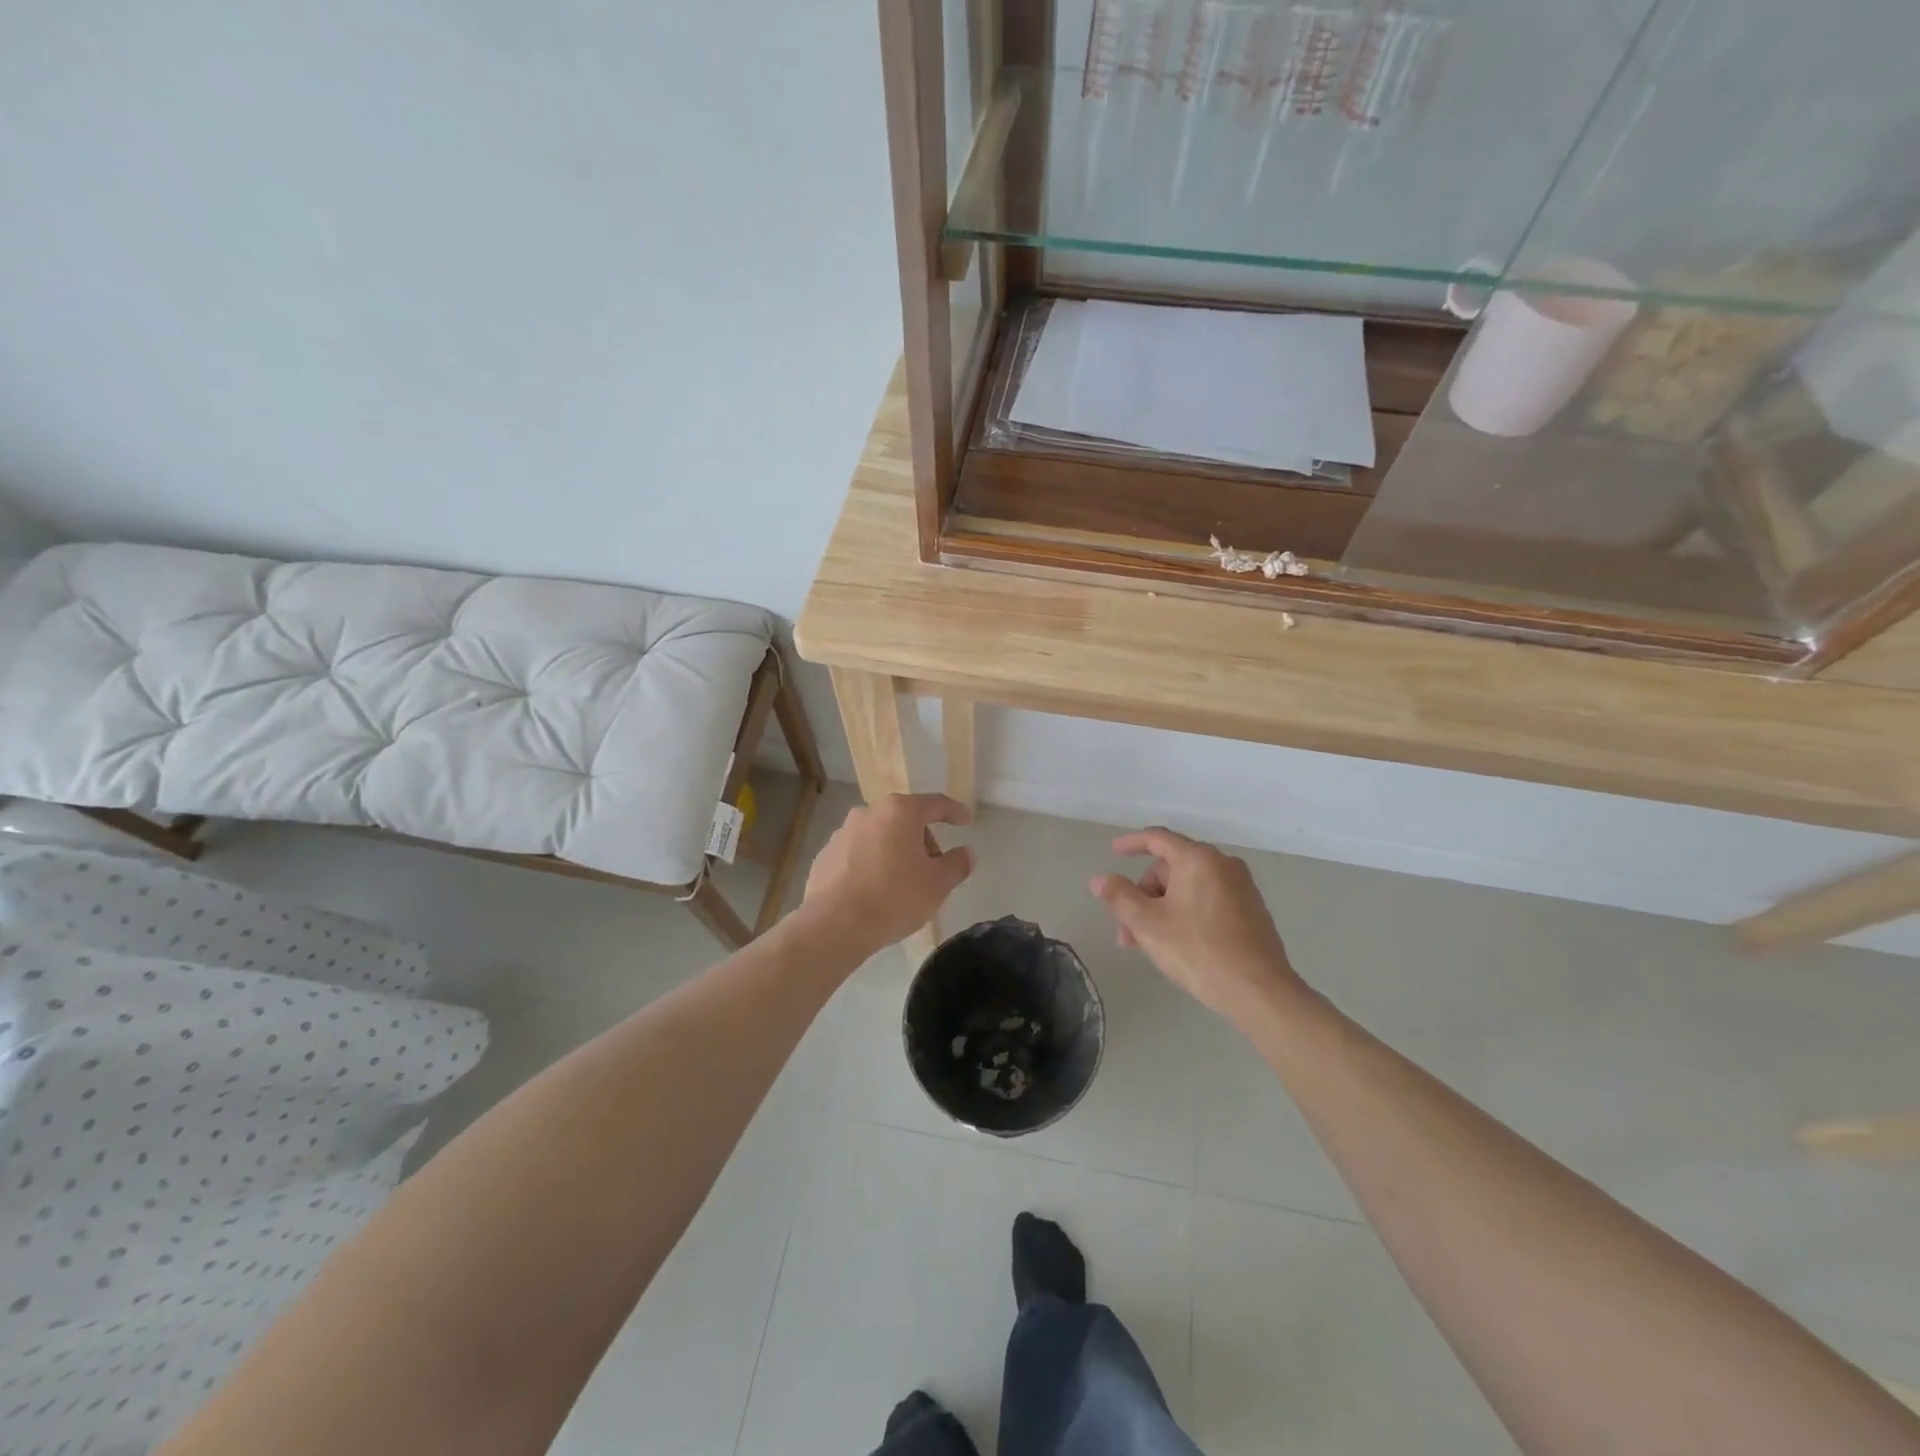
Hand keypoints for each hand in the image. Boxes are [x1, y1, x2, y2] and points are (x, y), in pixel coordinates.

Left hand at [803, 793, 973, 956]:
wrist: (834, 925)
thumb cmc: (894, 897)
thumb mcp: (938, 884)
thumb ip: (957, 864)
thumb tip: (966, 854)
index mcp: (900, 811)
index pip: (936, 804)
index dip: (955, 812)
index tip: (966, 821)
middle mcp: (869, 813)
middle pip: (906, 820)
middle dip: (923, 841)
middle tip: (933, 870)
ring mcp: (843, 833)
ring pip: (880, 837)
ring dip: (896, 853)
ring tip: (902, 886)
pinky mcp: (825, 855)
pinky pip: (858, 855)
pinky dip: (872, 866)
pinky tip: (875, 893)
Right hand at [1090, 827, 1305, 1025]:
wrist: (1260, 992)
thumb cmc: (1198, 951)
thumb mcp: (1148, 924)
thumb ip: (1119, 897)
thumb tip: (1100, 879)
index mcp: (1198, 859)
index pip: (1158, 838)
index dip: (1131, 843)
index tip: (1114, 851)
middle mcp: (1223, 864)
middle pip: (1171, 867)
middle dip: (1145, 894)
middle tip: (1128, 928)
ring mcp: (1242, 888)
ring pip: (1188, 888)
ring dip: (1162, 909)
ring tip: (1147, 944)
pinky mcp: (1252, 911)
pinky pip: (1208, 900)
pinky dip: (1186, 913)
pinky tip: (1178, 944)